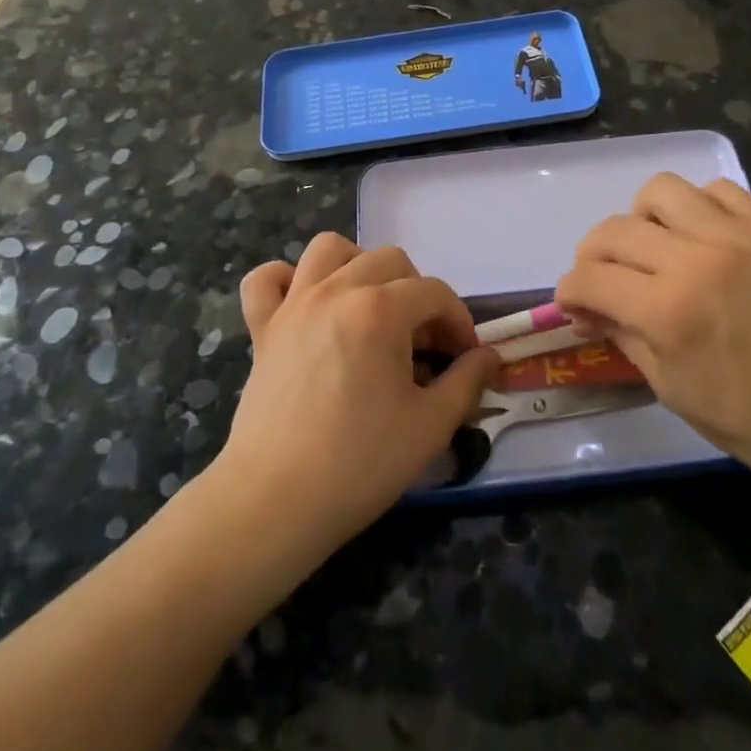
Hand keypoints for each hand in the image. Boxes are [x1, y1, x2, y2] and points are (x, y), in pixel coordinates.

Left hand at [211, 234, 499, 553]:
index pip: (434, 293)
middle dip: (417, 294)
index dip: (459, 320)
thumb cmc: (360, 463)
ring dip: (358, 267)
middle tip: (423, 342)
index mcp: (380, 310)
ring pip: (328, 249)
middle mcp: (336, 291)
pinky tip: (305, 305)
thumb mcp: (431, 426)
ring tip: (370, 306)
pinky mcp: (262, 327)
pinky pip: (266, 279)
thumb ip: (467, 381)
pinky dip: (286, 281)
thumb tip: (489, 357)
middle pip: (389, 261)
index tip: (465, 356)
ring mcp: (293, 304)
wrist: (276, 501)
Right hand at [554, 174, 750, 493]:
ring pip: (661, 191)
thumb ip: (620, 332)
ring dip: (642, 218)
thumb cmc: (744, 416)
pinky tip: (702, 236)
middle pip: (614, 230)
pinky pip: (718, 190)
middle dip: (592, 256)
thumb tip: (587, 306)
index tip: (575, 305)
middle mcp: (696, 259)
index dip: (569, 291)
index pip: (589, 277)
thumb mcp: (666, 384)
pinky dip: (698, 207)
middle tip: (605, 280)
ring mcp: (736, 236)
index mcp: (666, 310)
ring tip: (654, 246)